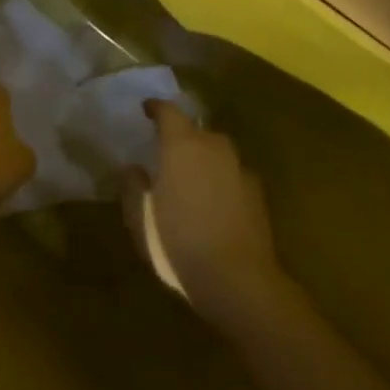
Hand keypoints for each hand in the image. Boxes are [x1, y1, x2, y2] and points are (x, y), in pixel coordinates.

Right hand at [124, 101, 288, 328]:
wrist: (238, 280)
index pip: (169, 112)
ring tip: (190, 180)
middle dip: (182, 138)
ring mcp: (240, 170)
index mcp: (182, 146)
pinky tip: (213, 204)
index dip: (156, 108)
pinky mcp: (257, 194)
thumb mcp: (140, 218)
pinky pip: (233, 176)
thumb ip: (133, 187)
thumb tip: (132, 167)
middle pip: (197, 131)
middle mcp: (214, 148)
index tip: (147, 110)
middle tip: (167, 154)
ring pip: (218, 153)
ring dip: (204, 159)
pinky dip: (221, 181)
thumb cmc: (178, 242)